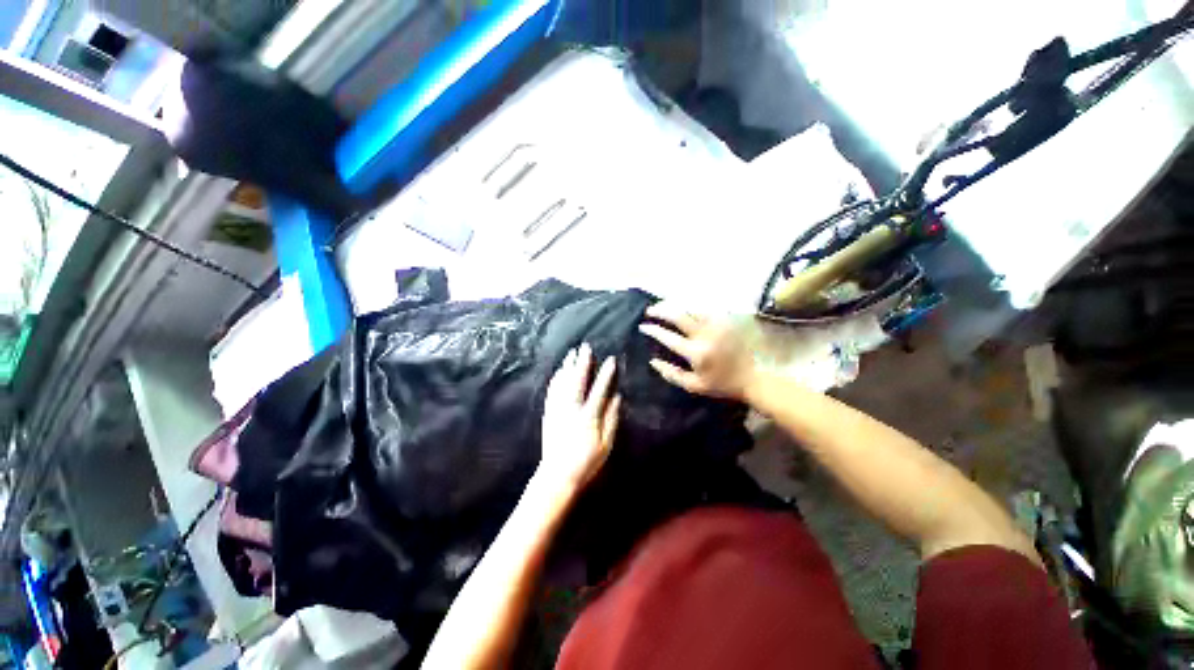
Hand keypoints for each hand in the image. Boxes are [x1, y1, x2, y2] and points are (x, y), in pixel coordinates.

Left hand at [539, 344, 620, 488]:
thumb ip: (611, 419)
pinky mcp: (548, 414)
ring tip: (571, 353)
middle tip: (585, 347)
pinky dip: (556, 379)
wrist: (557, 476)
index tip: (611, 359)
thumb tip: (617, 397)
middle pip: (577, 380)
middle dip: (582, 362)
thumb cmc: (586, 462)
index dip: (606, 373)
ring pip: (562, 382)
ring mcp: (558, 410)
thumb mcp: (606, 444)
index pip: (599, 389)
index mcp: (588, 416)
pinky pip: (552, 391)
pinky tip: (558, 372)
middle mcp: (571, 409)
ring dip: (567, 366)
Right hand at [639, 303, 757, 400]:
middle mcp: (705, 334)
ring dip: (675, 305)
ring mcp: (718, 323)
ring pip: (691, 307)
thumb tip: (652, 361)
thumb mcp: (694, 385)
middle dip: (661, 310)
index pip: (668, 337)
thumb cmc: (722, 384)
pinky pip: (705, 307)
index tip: (643, 326)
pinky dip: (691, 306)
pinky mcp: (727, 319)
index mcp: (696, 353)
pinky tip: (685, 307)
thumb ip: (672, 374)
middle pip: (678, 315)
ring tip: (664, 305)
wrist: (754, 376)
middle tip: (650, 310)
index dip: (653, 330)